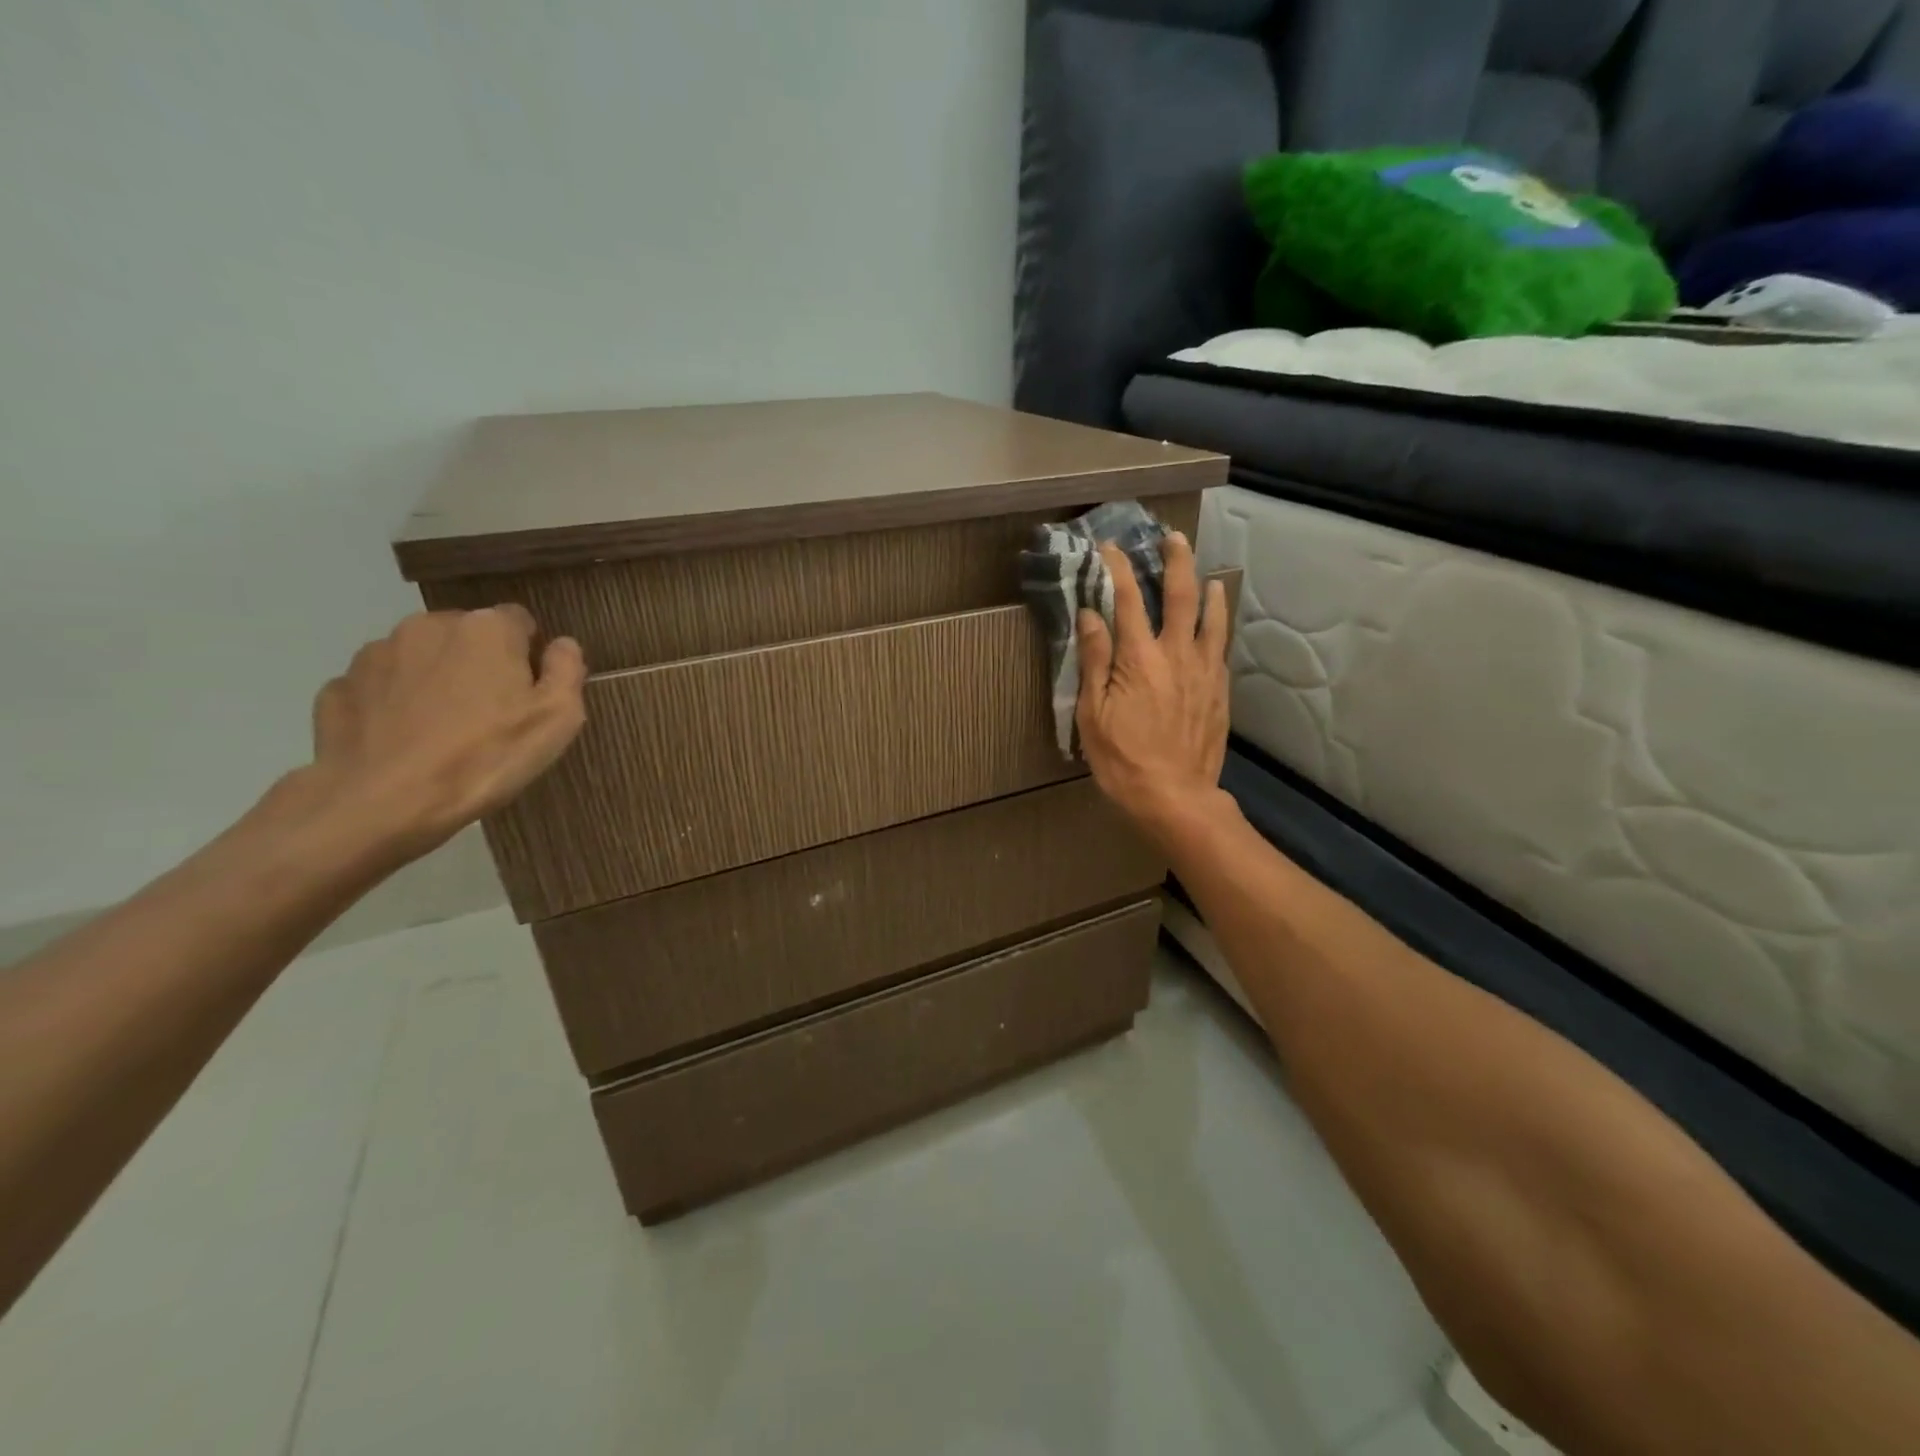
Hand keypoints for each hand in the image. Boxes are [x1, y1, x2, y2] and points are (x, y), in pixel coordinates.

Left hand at [302, 606, 587, 860]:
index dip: (528, 654)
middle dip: (479, 663)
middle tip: (490, 714)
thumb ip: (567, 670)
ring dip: (435, 680)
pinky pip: (380, 687)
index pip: (519, 621)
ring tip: (443, 731)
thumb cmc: (486, 756)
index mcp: (486, 629)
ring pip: (421, 658)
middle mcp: (428, 626)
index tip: (529, 692)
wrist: (382, 802)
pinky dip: (394, 704)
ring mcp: (375, 654)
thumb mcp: (557, 719)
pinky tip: (404, 740)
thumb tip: (562, 644)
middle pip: (467, 636)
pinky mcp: (338, 686)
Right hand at [1075, 533, 1231, 850]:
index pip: (1128, 600)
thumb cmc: (1122, 759)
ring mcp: (1204, 672)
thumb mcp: (1093, 713)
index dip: (1118, 569)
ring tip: (1207, 574)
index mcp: (1140, 658)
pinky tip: (1216, 624)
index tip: (1110, 547)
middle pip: (1181, 596)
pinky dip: (1218, 626)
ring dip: (1207, 590)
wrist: (1175, 797)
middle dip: (1176, 561)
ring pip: (1211, 619)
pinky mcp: (1219, 692)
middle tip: (1173, 538)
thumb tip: (1092, 615)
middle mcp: (1177, 654)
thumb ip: (1095, 660)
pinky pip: (1221, 648)